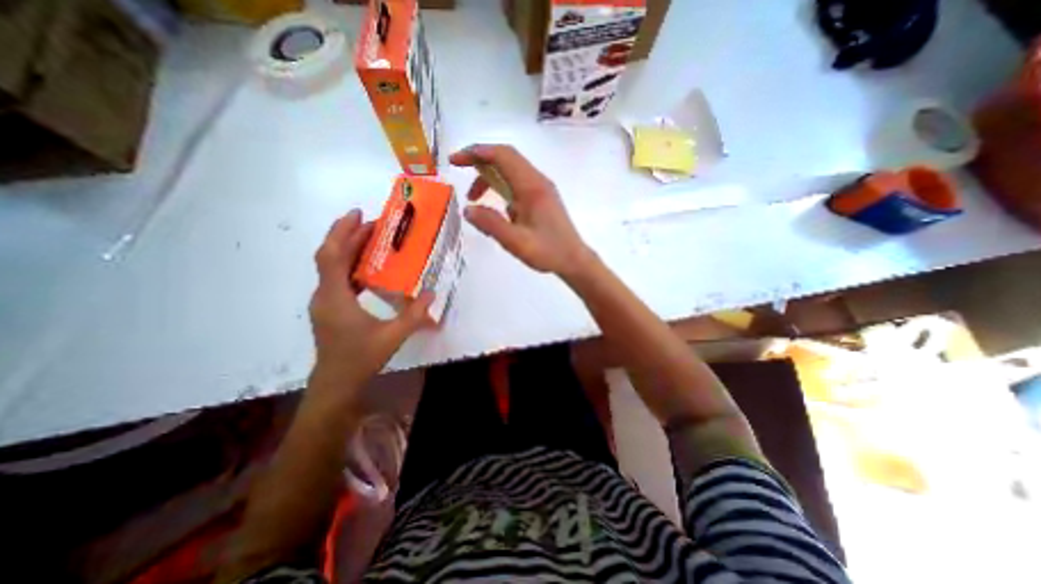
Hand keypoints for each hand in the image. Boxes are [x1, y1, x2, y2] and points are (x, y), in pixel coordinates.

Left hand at [307, 211, 434, 401]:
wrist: (337, 383)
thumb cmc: (361, 358)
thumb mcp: (393, 336)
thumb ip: (414, 315)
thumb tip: (432, 293)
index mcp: (336, 297)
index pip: (332, 256)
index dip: (343, 232)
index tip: (359, 215)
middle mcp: (325, 295)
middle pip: (330, 256)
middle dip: (348, 235)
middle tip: (372, 222)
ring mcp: (325, 302)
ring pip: (332, 267)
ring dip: (349, 249)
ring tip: (371, 239)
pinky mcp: (330, 309)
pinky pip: (337, 279)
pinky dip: (350, 266)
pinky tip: (368, 268)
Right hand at [453, 142, 597, 275]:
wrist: (574, 260)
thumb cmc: (548, 252)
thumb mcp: (516, 243)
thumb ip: (491, 224)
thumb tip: (468, 209)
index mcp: (532, 187)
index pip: (502, 155)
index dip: (476, 152)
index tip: (455, 161)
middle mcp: (538, 181)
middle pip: (506, 157)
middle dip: (480, 160)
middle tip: (459, 171)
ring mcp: (542, 188)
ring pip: (511, 170)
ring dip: (490, 178)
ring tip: (475, 199)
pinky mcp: (543, 197)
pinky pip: (517, 183)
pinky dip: (501, 188)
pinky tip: (497, 210)